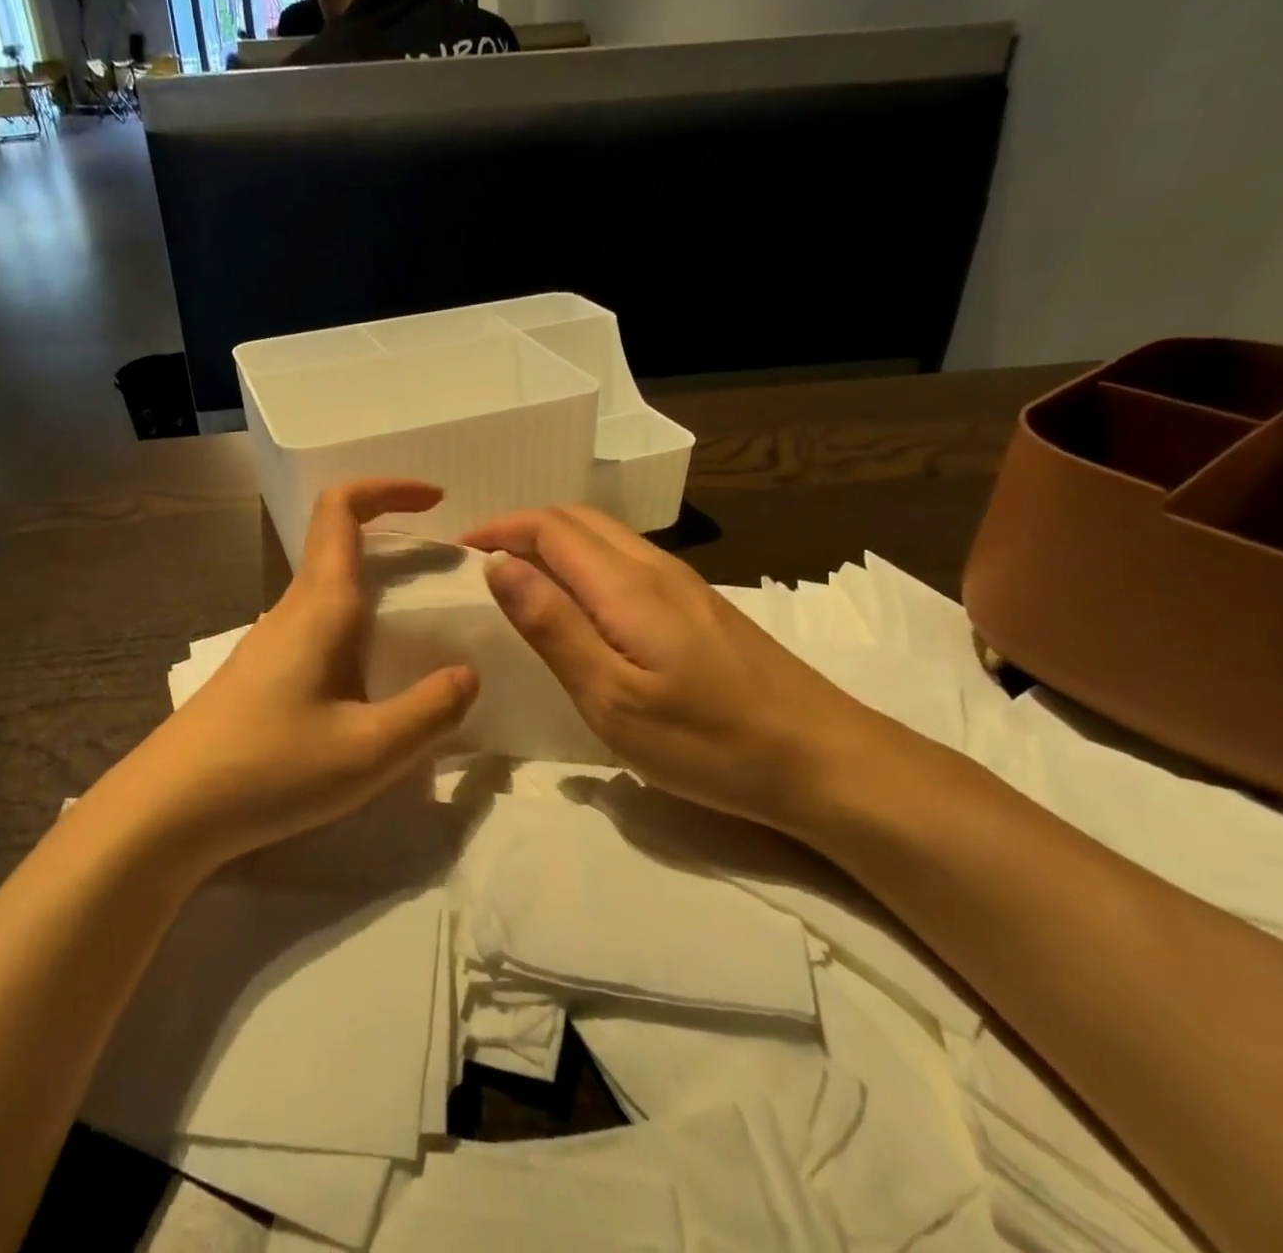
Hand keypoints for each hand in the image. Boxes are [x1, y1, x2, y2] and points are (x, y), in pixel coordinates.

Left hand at [108, 480, 479, 869]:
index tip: (437, 501)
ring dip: (379, 590)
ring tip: (426, 633)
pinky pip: (320, 629)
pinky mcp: (263, 673)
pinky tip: (376, 684)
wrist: (168, 809)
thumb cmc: (269, 768)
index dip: (387, 488)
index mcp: (319, 605)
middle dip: (397, 543)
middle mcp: (293, 610)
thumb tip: (467, 674)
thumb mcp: (367, 750)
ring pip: (331, 590)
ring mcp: (272, 641)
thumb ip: (429, 711)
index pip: (342, 510)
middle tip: (449, 577)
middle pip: (340, 544)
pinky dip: (359, 629)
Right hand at [462, 505, 881, 829]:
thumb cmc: (709, 741)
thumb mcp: (613, 698)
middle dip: (522, 527)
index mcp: (627, 585)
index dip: (499, 529)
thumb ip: (554, 627)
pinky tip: (579, 603)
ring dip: (553, 542)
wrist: (824, 761)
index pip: (549, 527)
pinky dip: (584, 562)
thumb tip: (499, 566)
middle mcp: (655, 568)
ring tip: (518, 579)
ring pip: (605, 537)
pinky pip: (626, 560)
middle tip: (481, 562)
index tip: (458, 551)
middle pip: (577, 519)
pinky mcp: (700, 606)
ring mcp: (684, 585)